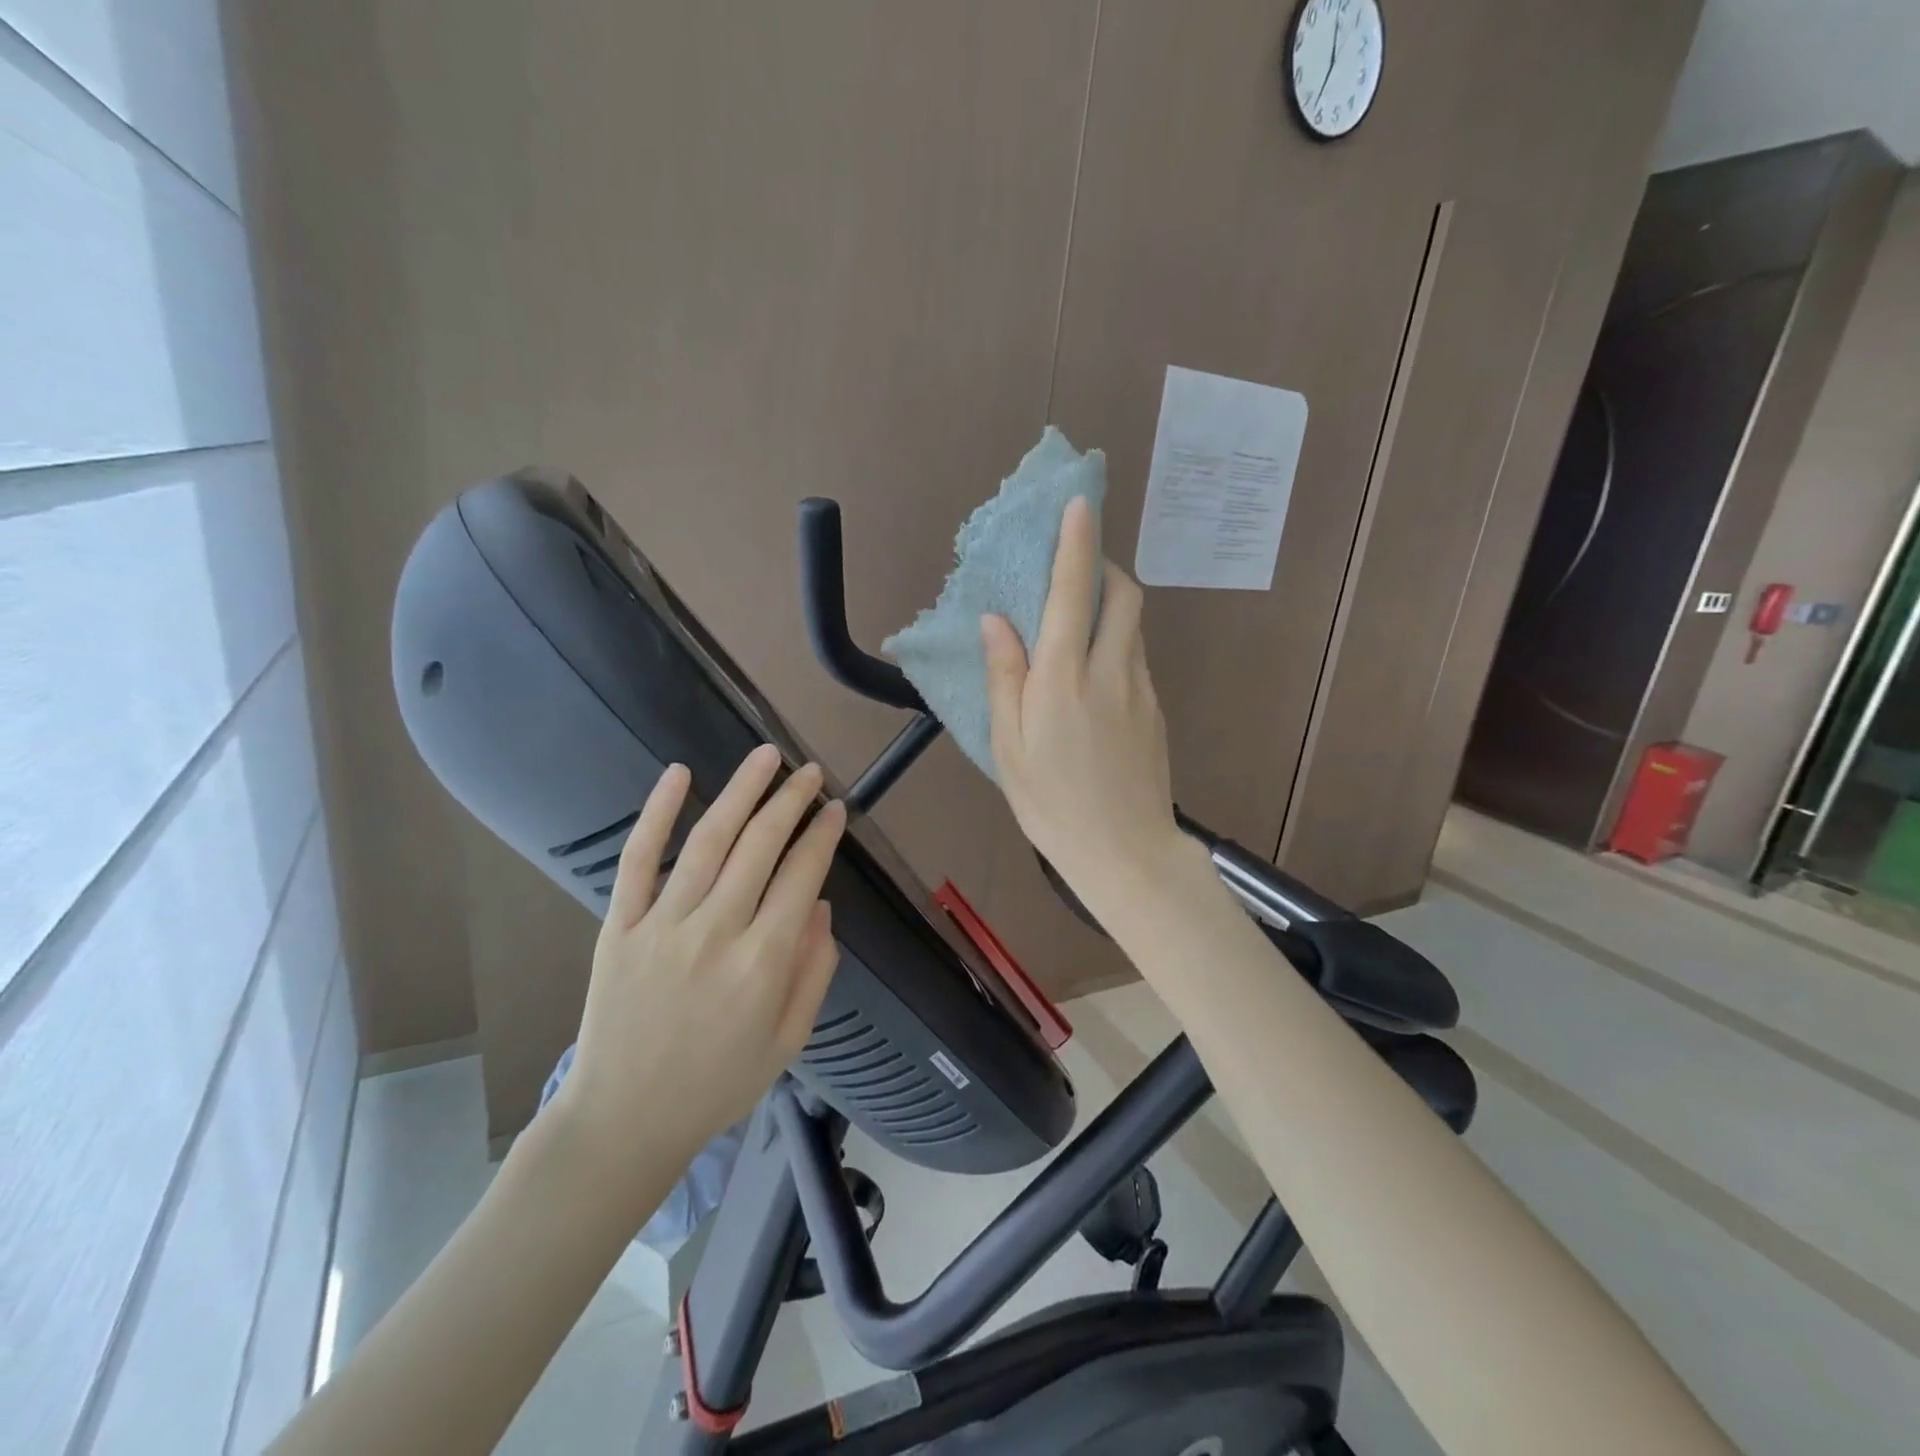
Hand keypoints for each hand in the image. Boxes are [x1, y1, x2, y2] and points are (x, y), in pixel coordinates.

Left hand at [554, 745, 845, 1201]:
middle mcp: (716, 933)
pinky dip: (658, 813)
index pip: (801, 876)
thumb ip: (814, 970)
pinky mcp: (619, 926)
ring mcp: (662, 925)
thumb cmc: (717, 1084)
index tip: (835, 809)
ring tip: (766, 757)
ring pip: (709, 841)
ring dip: (741, 791)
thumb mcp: (789, 1041)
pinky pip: (639, 860)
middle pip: (761, 847)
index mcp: (763, 963)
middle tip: (810, 772)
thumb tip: (820, 903)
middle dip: (791, 801)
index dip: (822, 836)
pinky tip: (679, 774)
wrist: (624, 1121)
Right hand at [981, 496, 1183, 918]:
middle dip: (1104, 567)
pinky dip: (1117, 644)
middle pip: (1124, 594)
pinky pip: (1137, 658)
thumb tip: (996, 622)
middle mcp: (1111, 671)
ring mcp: (1143, 689)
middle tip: (1075, 570)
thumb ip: (1004, 678)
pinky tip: (1094, 679)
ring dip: (1111, 605)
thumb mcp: (1009, 747)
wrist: (1127, 853)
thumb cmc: (1052, 806)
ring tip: (1077, 624)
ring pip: (1134, 625)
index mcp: (1065, 679)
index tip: (1079, 503)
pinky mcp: (1157, 710)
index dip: (1077, 542)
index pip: (1074, 592)